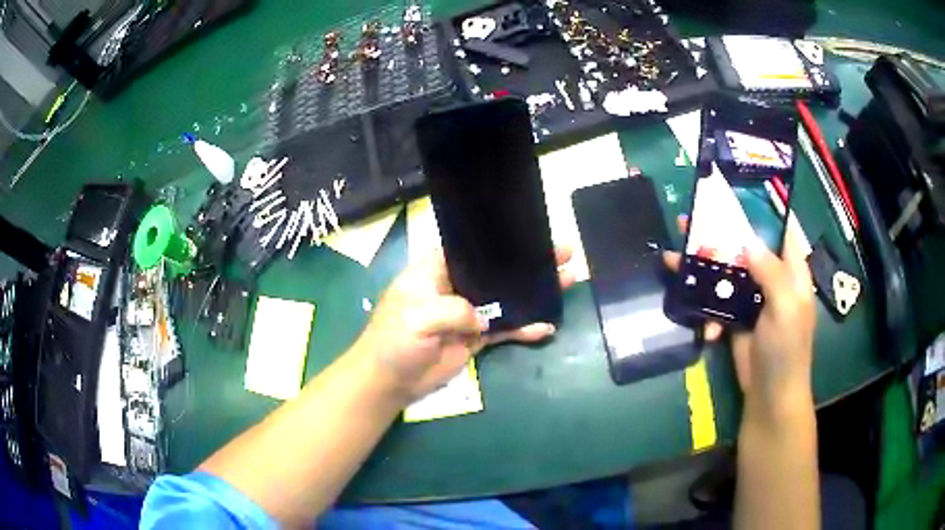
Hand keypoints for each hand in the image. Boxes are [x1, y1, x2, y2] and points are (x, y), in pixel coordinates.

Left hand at [353, 247, 575, 402]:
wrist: (390, 381)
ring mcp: (468, 313)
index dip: (500, 238)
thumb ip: (456, 310)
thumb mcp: (419, 316)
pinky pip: (505, 329)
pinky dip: (524, 328)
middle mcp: (456, 286)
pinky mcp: (476, 338)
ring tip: (567, 280)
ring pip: (506, 298)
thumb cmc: (395, 340)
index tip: (531, 231)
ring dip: (533, 292)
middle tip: (564, 253)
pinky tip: (547, 326)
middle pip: (497, 270)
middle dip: (528, 262)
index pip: (471, 247)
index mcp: (436, 269)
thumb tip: (484, 320)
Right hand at [665, 224, 815, 412]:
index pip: (780, 230)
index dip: (761, 211)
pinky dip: (706, 311)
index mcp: (791, 272)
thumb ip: (771, 272)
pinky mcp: (736, 319)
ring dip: (703, 269)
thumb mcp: (786, 309)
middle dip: (719, 235)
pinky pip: (717, 303)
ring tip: (674, 258)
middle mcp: (773, 279)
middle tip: (691, 221)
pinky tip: (705, 328)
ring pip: (727, 273)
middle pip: (745, 248)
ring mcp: (753, 300)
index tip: (735, 195)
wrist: (769, 397)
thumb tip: (747, 241)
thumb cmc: (786, 351)